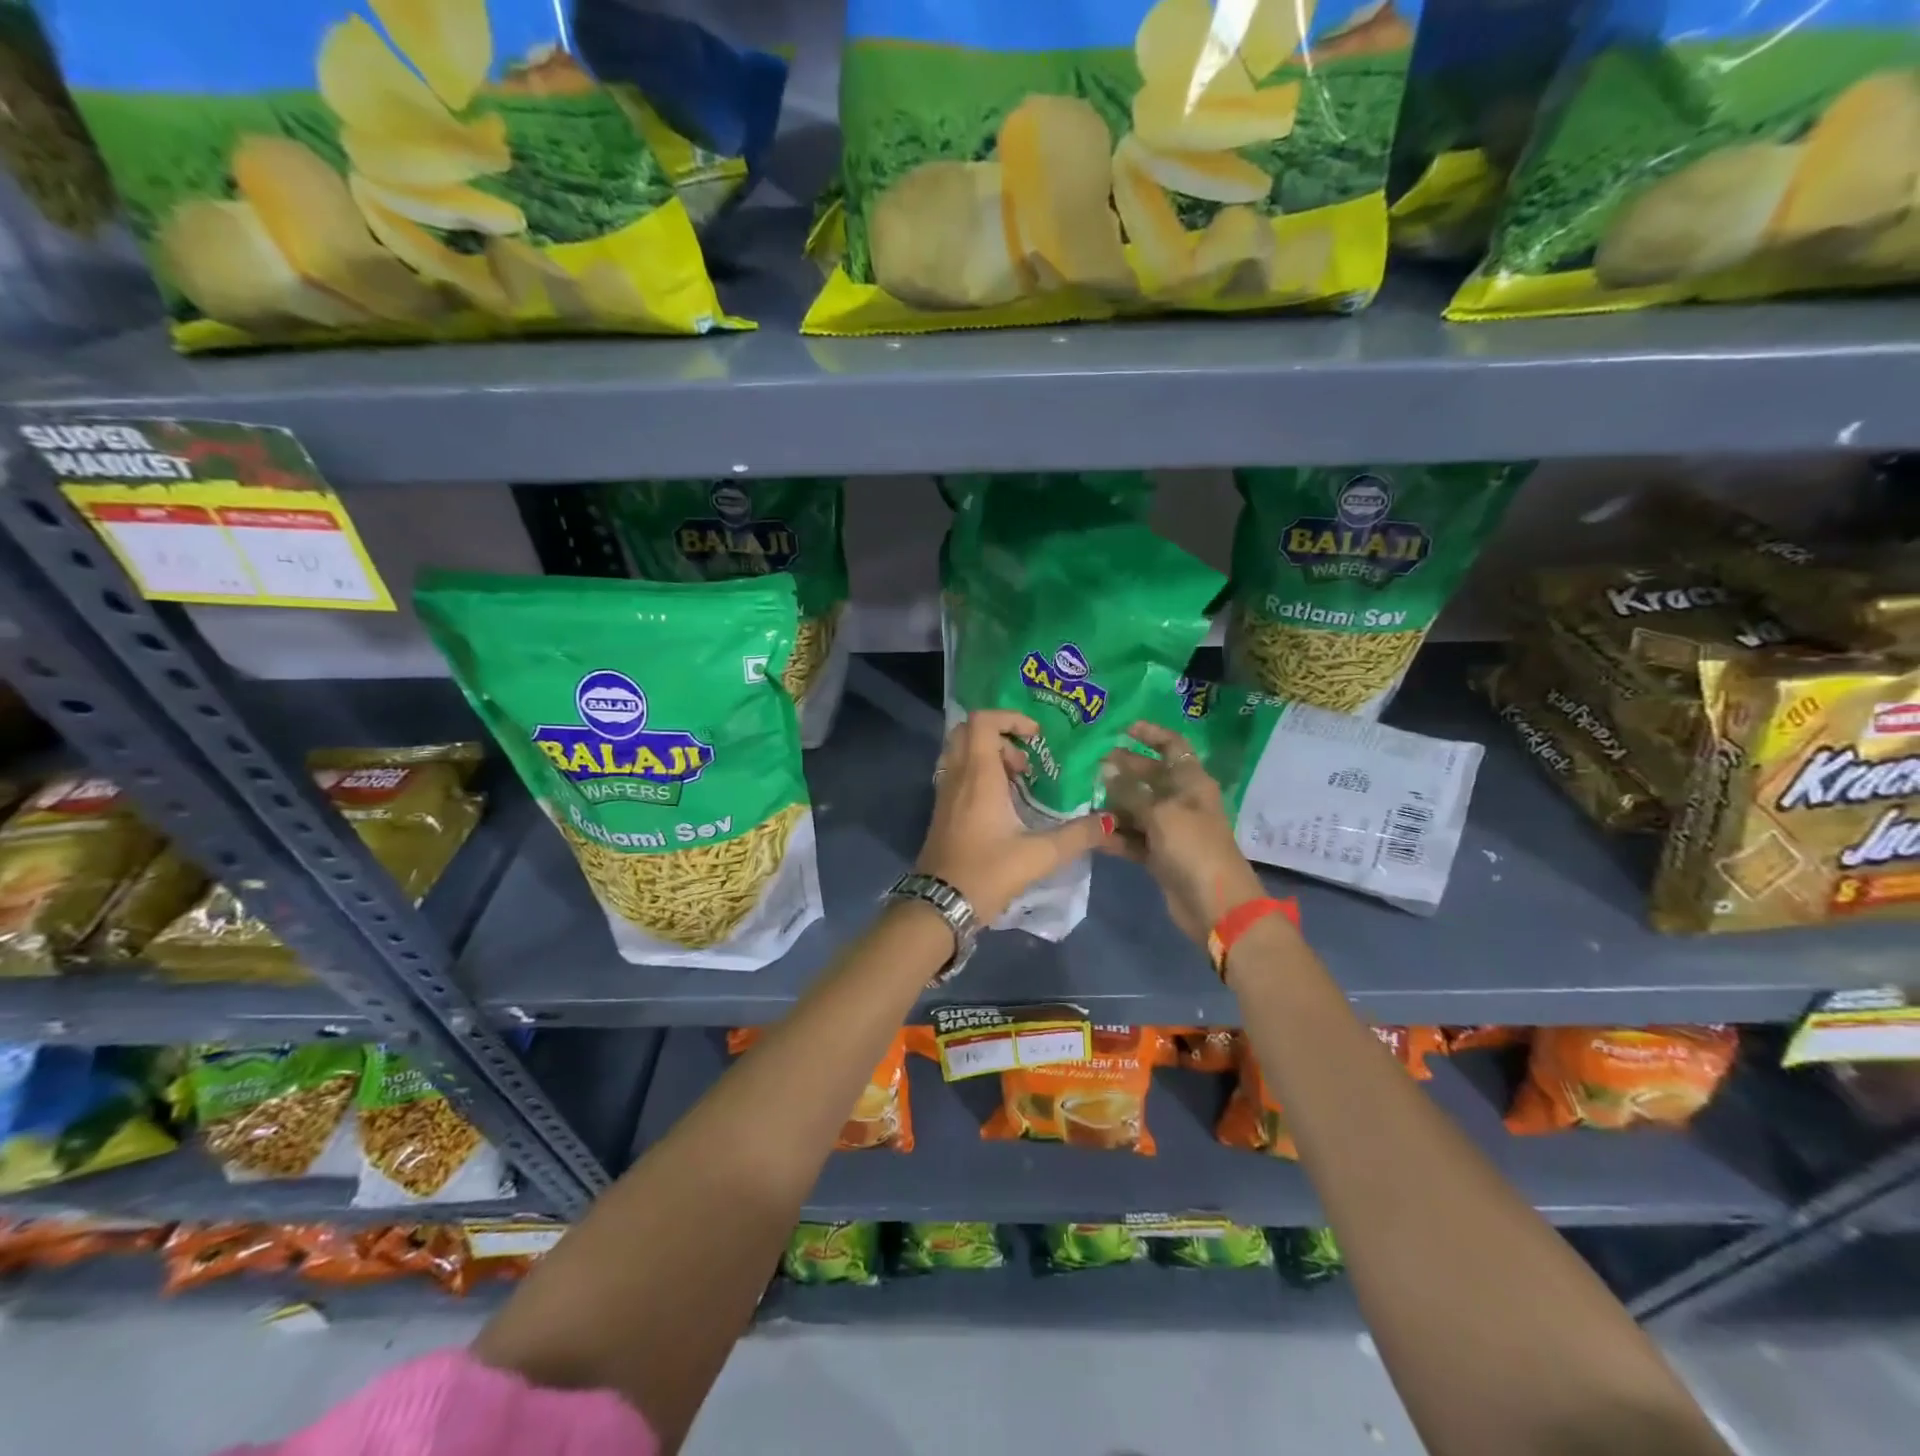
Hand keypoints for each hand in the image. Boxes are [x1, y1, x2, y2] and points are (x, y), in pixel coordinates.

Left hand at [915, 709, 1113, 921]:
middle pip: (967, 731)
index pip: (982, 721)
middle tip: (1026, 760)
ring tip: (1019, 782)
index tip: (1036, 736)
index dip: (1010, 717)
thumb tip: (1108, 822)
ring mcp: (945, 793)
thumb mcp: (1038, 856)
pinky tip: (1002, 804)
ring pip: (961, 753)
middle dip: (999, 735)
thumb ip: (1076, 836)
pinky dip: (979, 775)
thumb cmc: (986, 873)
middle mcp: (957, 776)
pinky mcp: (942, 811)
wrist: (940, 905)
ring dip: (989, 756)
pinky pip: (957, 774)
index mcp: (978, 776)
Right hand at [1100, 721, 1266, 945]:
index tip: (1123, 728)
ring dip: (1114, 804)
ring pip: (1137, 808)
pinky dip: (1115, 834)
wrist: (1216, 905)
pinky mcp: (1159, 855)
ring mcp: (1171, 829)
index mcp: (1192, 782)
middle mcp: (1182, 801)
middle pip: (1151, 777)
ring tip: (1084, 797)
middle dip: (1124, 768)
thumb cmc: (1193, 847)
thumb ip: (1131, 790)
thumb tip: (1107, 767)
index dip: (1151, 734)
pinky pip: (1133, 838)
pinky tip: (1092, 831)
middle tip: (1092, 764)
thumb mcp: (1160, 813)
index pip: (1172, 747)